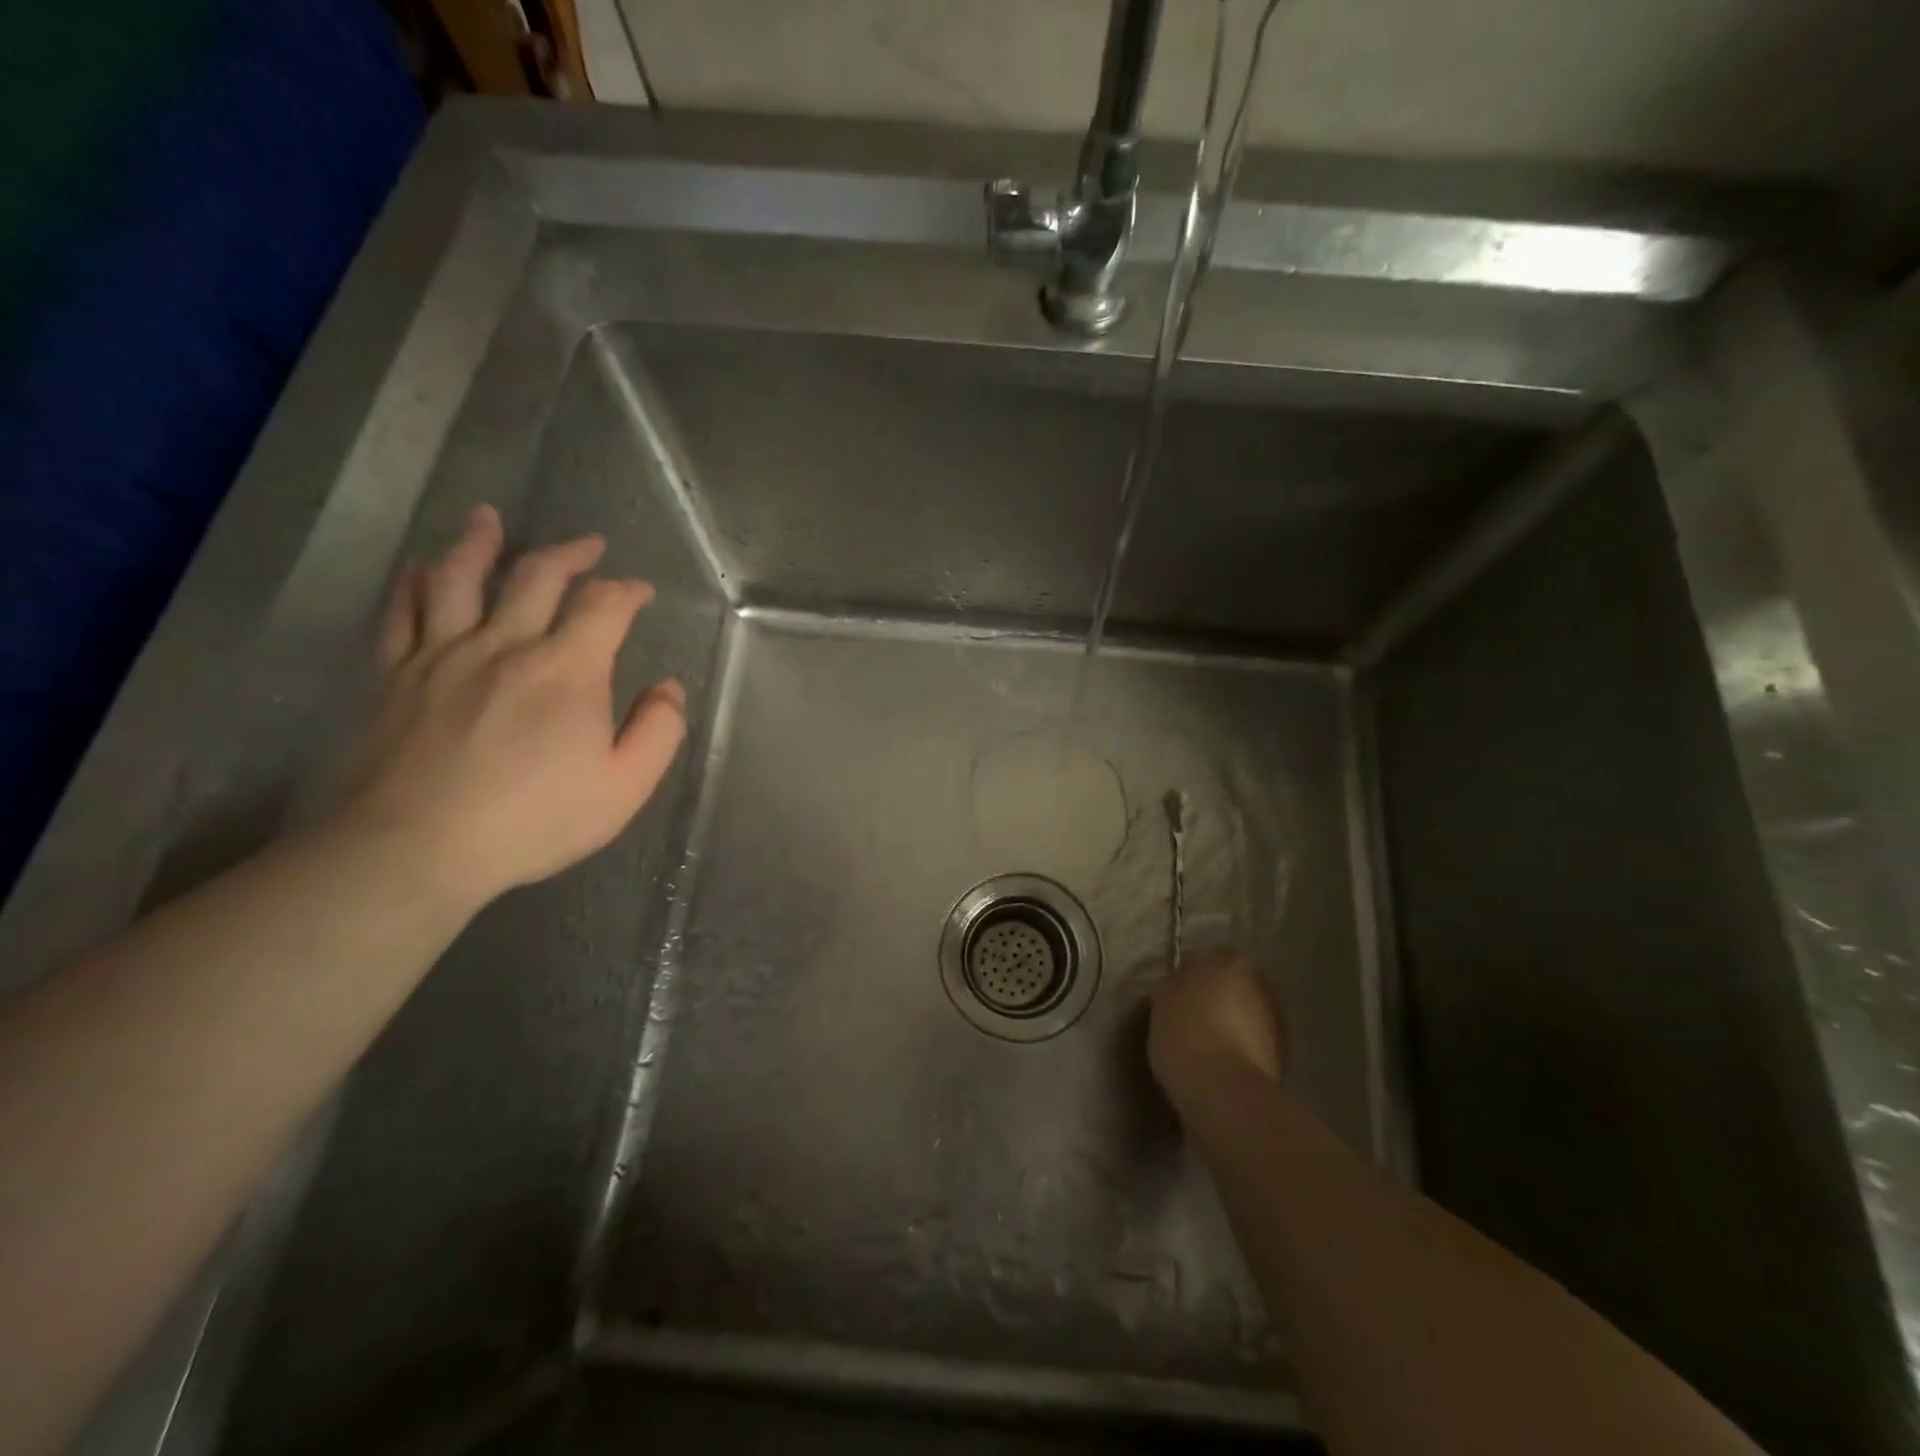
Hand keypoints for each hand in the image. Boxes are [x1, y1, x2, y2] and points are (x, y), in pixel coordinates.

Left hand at [335, 504, 686, 907]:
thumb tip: (668, 689)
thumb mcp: (624, 787)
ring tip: (487, 519)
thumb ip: (658, 732)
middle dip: (569, 555)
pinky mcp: (396, 676)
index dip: (627, 591)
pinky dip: (414, 584)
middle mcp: (506, 645)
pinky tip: (420, 569)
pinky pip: (403, 614)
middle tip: (588, 545)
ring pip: (459, 579)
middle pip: (537, 577)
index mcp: (568, 670)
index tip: (640, 592)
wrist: (416, 848)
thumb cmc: (534, 820)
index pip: (604, 606)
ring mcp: (444, 656)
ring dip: (479, 543)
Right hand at [1148, 949, 1286, 1109]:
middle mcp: (1259, 982)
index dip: (1187, 974)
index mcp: (1228, 962)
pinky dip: (1242, 1046)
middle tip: (1191, 1016)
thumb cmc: (1185, 1036)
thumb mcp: (1162, 1002)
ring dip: (1232, 1021)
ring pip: (1246, 1011)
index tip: (1173, 994)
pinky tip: (1222, 1062)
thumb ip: (1174, 984)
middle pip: (1231, 983)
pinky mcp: (1284, 1054)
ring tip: (1207, 1044)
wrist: (1226, 1093)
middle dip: (1216, 995)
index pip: (1204, 957)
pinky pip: (1254, 1040)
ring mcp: (1276, 1018)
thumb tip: (1180, 982)